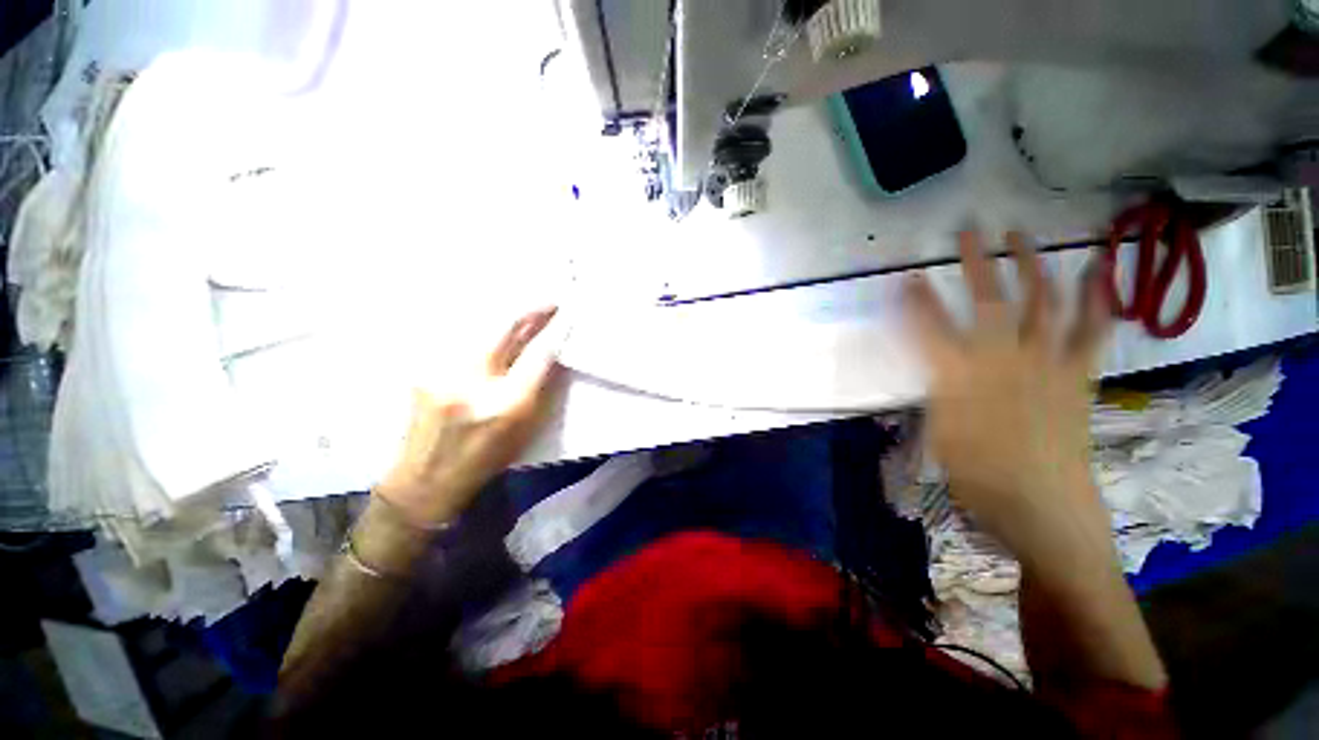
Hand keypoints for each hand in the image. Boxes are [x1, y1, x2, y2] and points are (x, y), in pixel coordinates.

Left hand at [375, 308, 564, 525]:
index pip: (537, 355)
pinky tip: (493, 324)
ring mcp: (440, 372)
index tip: (566, 316)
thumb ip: (541, 386)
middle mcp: (471, 384)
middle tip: (548, 303)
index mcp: (506, 406)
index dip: (554, 331)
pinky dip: (481, 325)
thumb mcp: (526, 428)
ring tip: (525, 310)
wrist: (427, 478)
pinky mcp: (423, 368)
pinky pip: (460, 335)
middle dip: (529, 310)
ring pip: (478, 325)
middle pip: (503, 329)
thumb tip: (552, 350)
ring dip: (505, 314)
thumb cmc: (487, 457)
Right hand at [904, 232, 1111, 551]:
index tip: (909, 273)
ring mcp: (1046, 363)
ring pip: (1041, 302)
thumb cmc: (977, 475)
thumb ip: (938, 390)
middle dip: (976, 262)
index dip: (917, 298)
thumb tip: (935, 365)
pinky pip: (1090, 330)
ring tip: (1024, 236)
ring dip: (1032, 264)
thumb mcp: (939, 432)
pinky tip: (1096, 271)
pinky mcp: (1076, 375)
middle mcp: (1002, 359)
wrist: (1041, 505)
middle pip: (987, 300)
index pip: (929, 327)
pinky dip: (1096, 298)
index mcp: (959, 377)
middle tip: (970, 230)